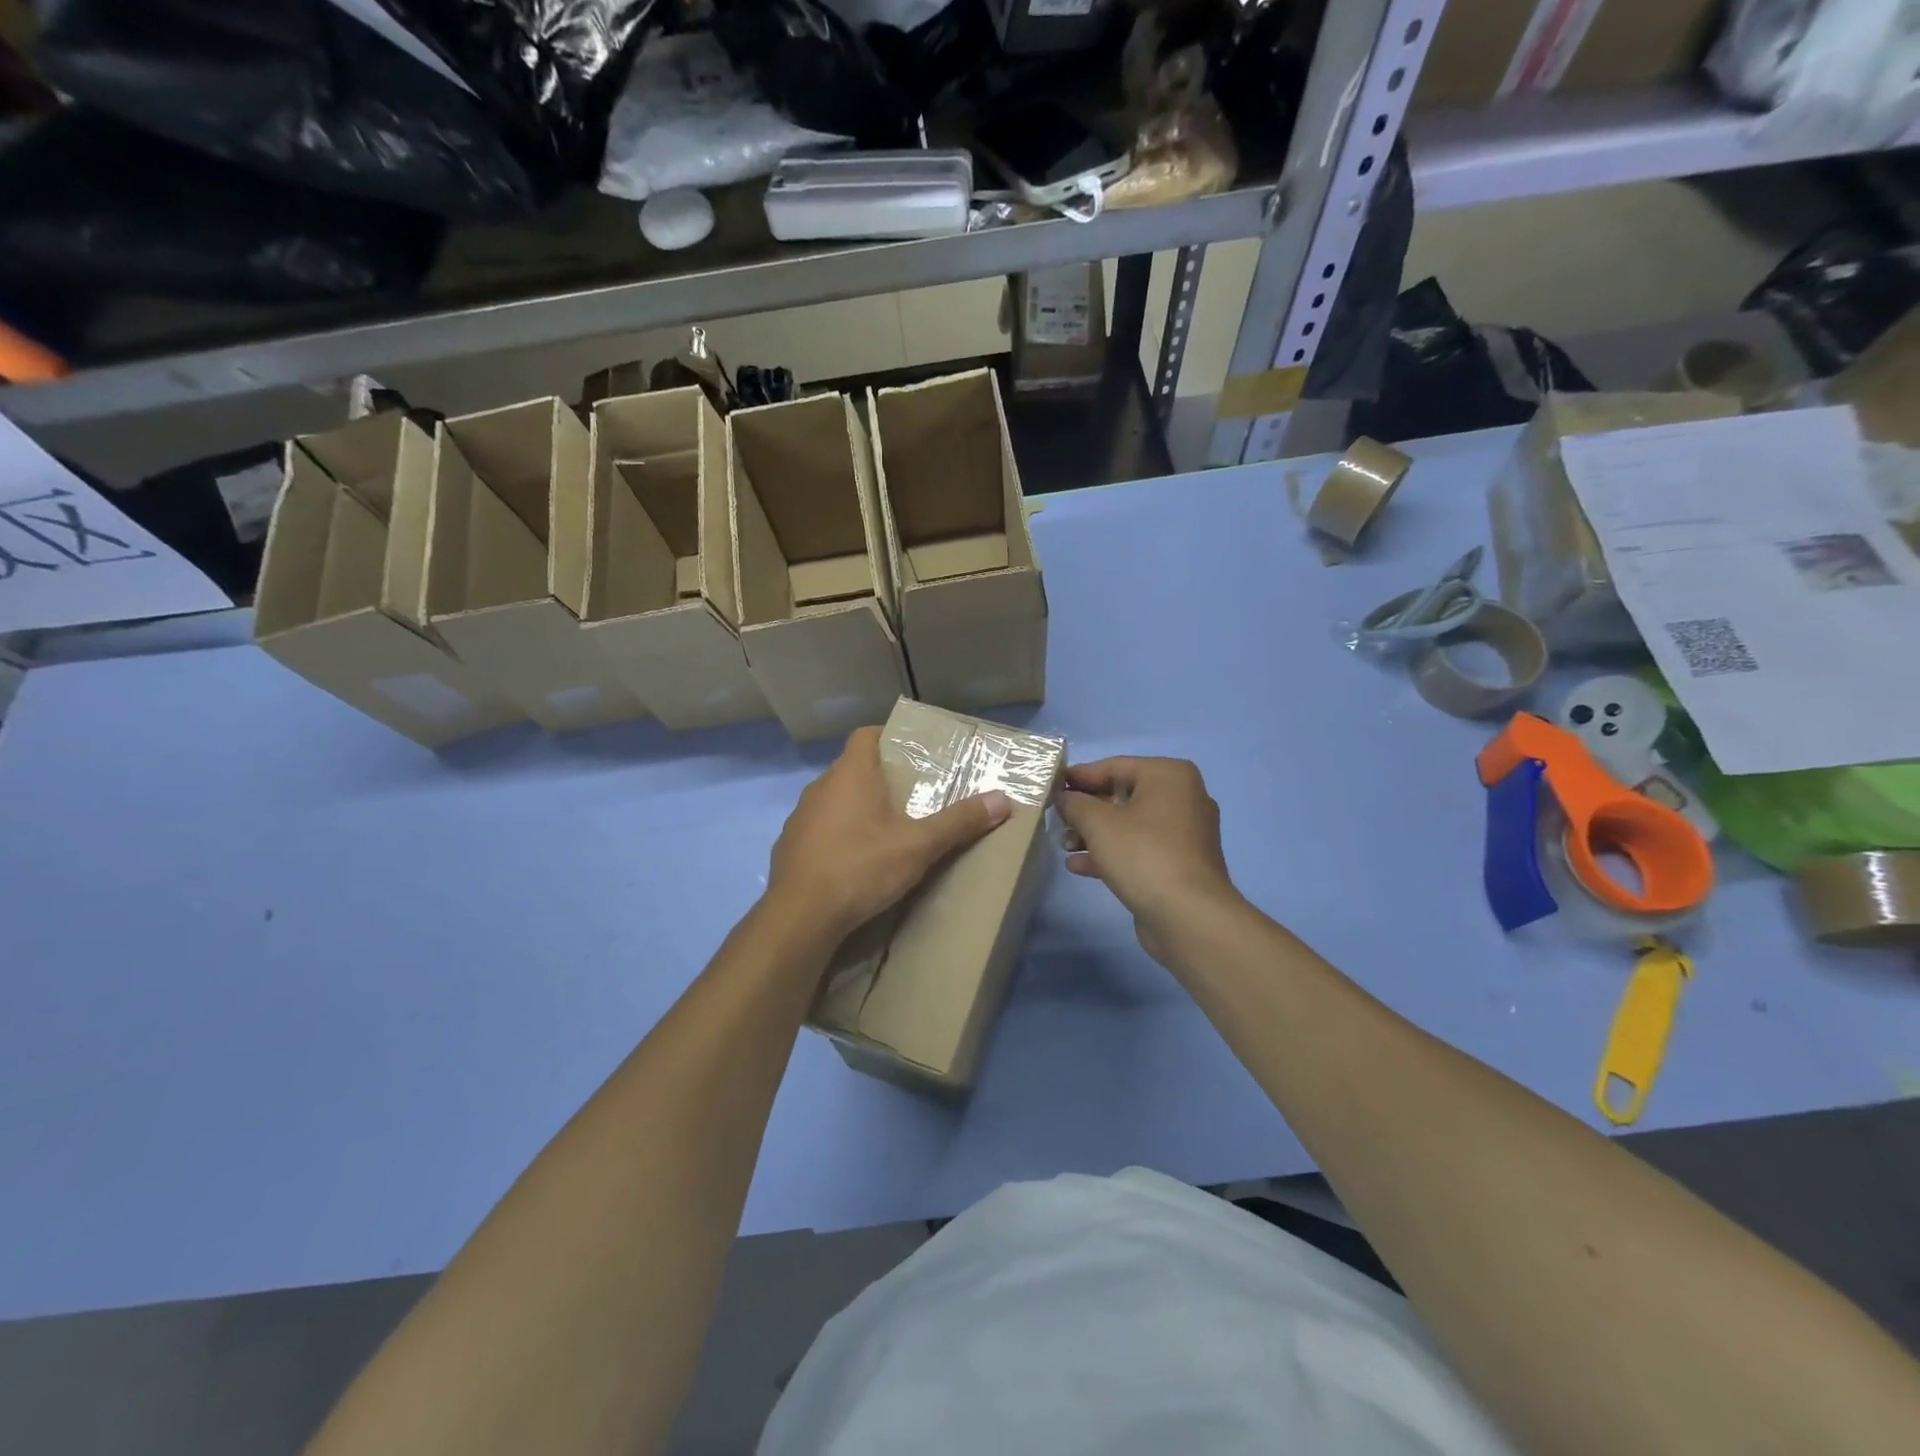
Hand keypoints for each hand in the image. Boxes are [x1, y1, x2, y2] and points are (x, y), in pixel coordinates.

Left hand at [766, 726, 1011, 941]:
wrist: (801, 915)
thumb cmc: (862, 867)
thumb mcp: (919, 845)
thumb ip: (959, 822)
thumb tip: (1003, 800)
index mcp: (850, 774)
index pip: (866, 735)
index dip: (888, 737)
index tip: (912, 751)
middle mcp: (820, 787)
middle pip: (852, 768)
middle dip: (880, 777)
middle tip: (911, 794)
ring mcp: (800, 817)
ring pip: (834, 800)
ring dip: (857, 808)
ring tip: (886, 829)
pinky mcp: (789, 846)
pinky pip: (819, 829)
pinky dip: (837, 835)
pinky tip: (854, 860)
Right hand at [1056, 757, 1240, 960]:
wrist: (1188, 915)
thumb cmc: (1143, 854)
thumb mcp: (1098, 822)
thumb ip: (1075, 803)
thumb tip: (1065, 798)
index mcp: (1169, 775)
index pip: (1114, 766)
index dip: (1079, 776)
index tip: (1051, 786)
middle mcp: (1182, 797)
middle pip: (1122, 795)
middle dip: (1086, 810)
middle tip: (1056, 819)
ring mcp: (1184, 833)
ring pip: (1129, 825)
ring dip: (1094, 834)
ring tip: (1063, 845)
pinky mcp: (1180, 863)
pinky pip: (1140, 849)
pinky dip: (1112, 853)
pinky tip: (1079, 866)